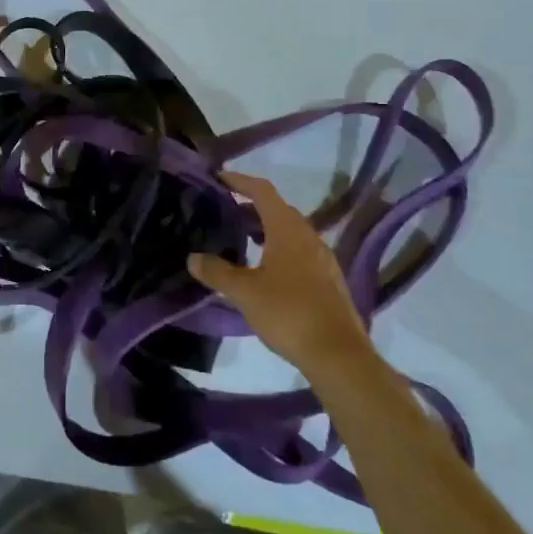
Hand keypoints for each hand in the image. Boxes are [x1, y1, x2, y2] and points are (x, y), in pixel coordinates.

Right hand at [189, 172, 374, 374]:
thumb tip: (193, 258)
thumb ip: (217, 272)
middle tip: (224, 211)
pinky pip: (299, 251)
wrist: (339, 355)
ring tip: (241, 239)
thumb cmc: (289, 313)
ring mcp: (323, 259)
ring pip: (290, 231)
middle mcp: (308, 237)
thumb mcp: (244, 292)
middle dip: (250, 205)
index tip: (219, 178)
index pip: (263, 191)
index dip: (240, 181)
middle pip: (278, 209)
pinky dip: (279, 248)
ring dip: (266, 228)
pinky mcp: (329, 280)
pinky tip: (265, 270)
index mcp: (287, 230)